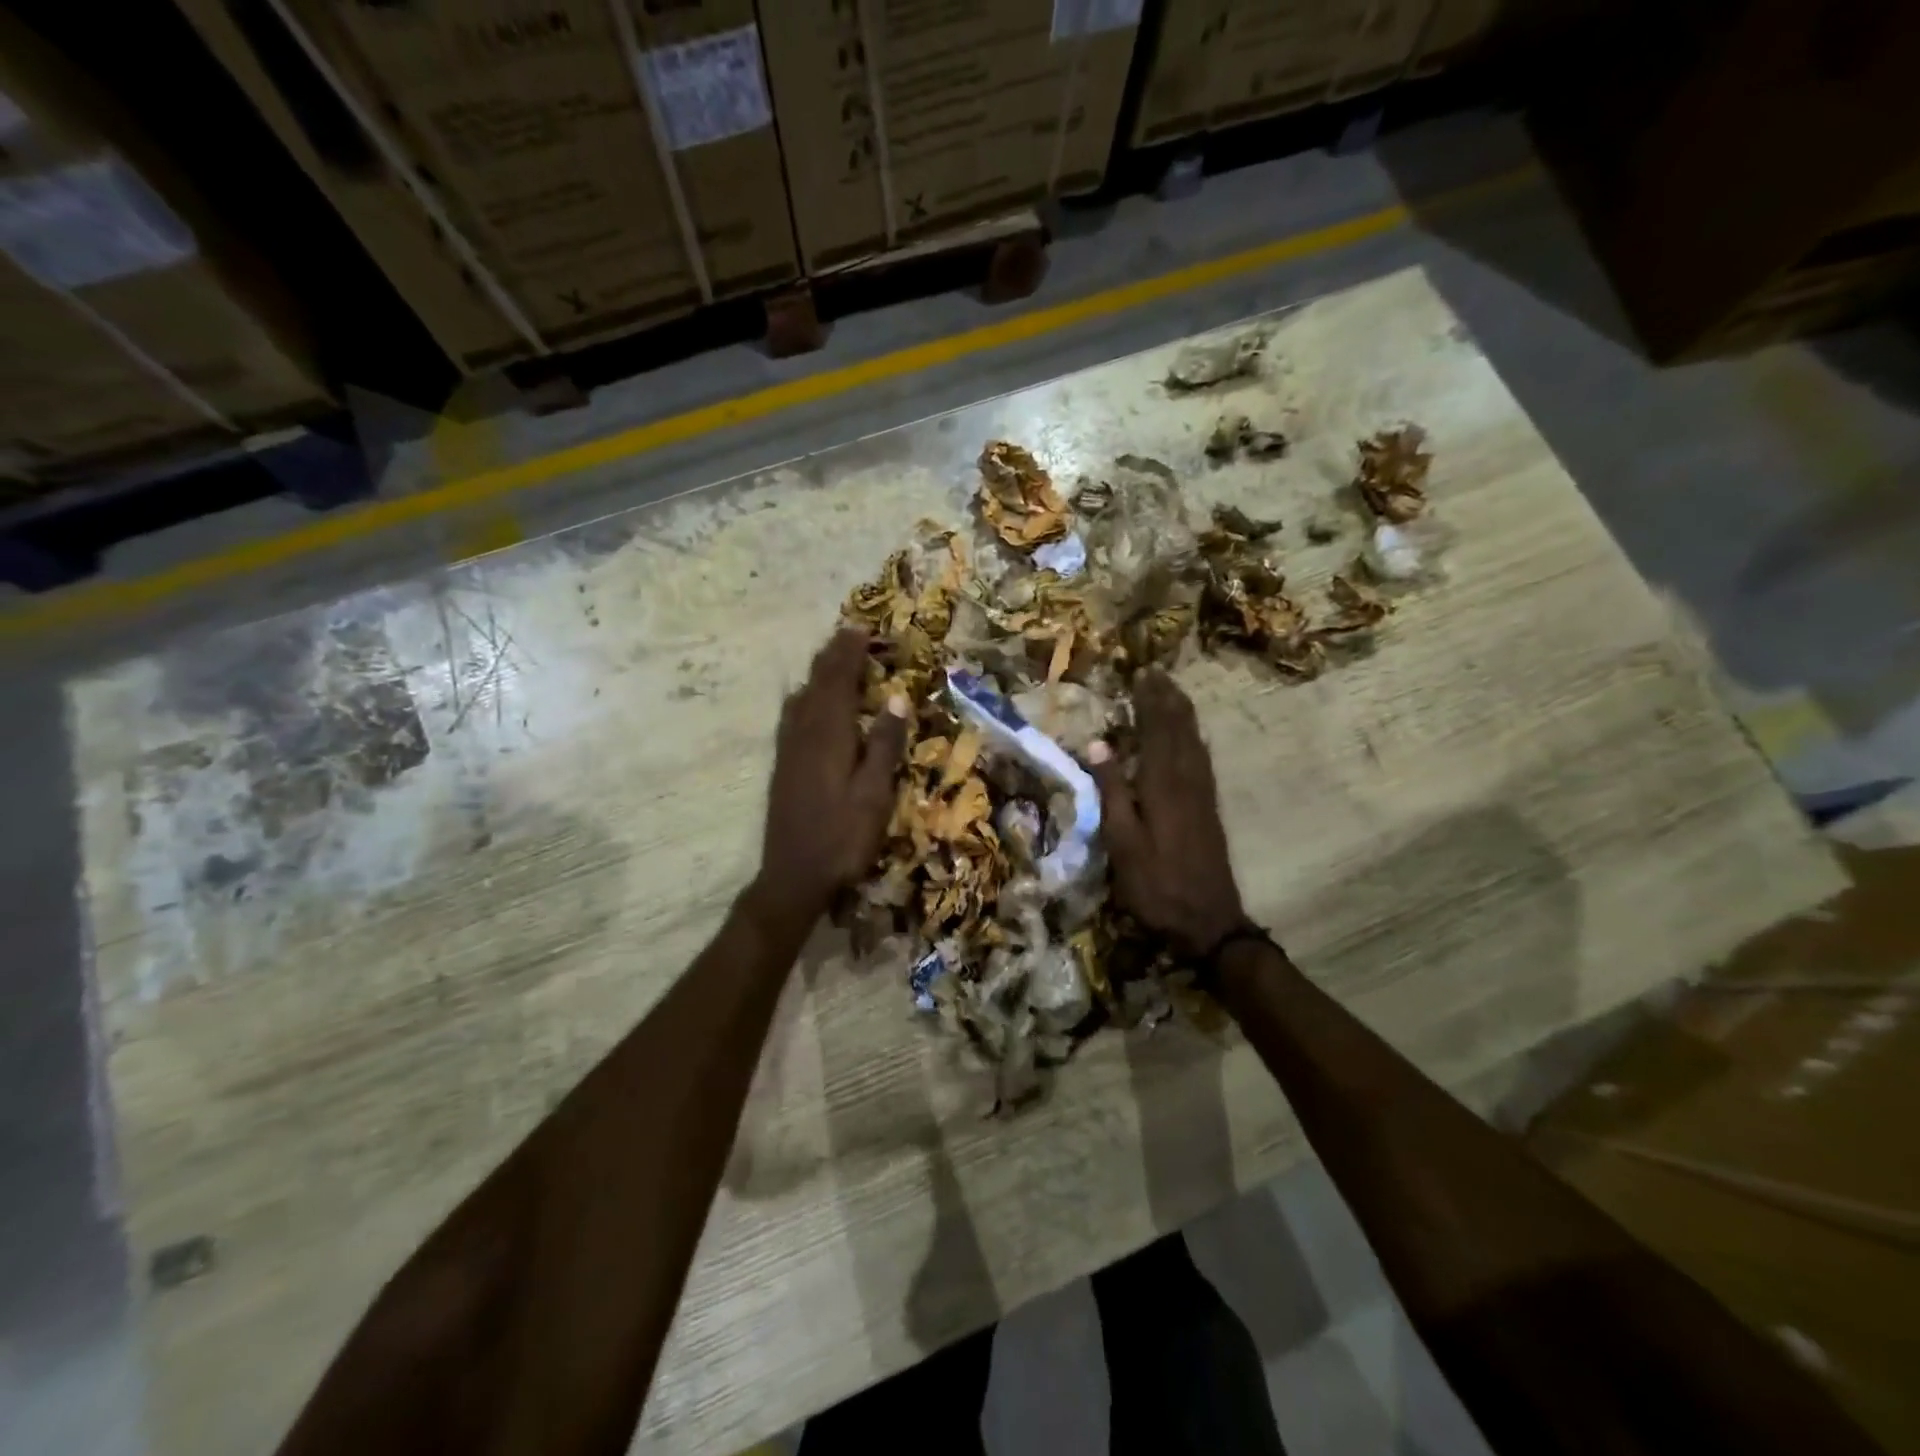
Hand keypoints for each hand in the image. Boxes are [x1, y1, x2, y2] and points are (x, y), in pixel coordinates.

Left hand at [754, 628, 907, 926]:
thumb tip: (896, 697)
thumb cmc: (842, 838)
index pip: (838, 680)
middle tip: (850, 635)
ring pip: (801, 697)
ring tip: (833, 659)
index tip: (861, 628)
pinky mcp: (782, 764)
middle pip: (817, 683)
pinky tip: (808, 702)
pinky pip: (792, 715)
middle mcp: (803, 733)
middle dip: (833, 656)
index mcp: (828, 735)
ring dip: (818, 673)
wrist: (792, 876)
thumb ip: (884, 744)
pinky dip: (805, 696)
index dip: (849, 652)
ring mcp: (788, 749)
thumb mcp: (874, 794)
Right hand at [1088, 670, 1246, 957]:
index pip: (1155, 731)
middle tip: (1157, 673)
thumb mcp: (1122, 842)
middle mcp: (1187, 780)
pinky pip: (1202, 759)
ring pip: (1194, 741)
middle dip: (1167, 699)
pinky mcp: (1209, 808)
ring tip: (1173, 692)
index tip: (1141, 674)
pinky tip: (1191, 736)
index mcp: (1162, 785)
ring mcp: (1202, 794)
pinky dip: (1194, 737)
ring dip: (1182, 713)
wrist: (1209, 920)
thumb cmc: (1156, 884)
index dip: (1149, 701)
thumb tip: (1098, 744)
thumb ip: (1112, 791)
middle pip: (1179, 729)